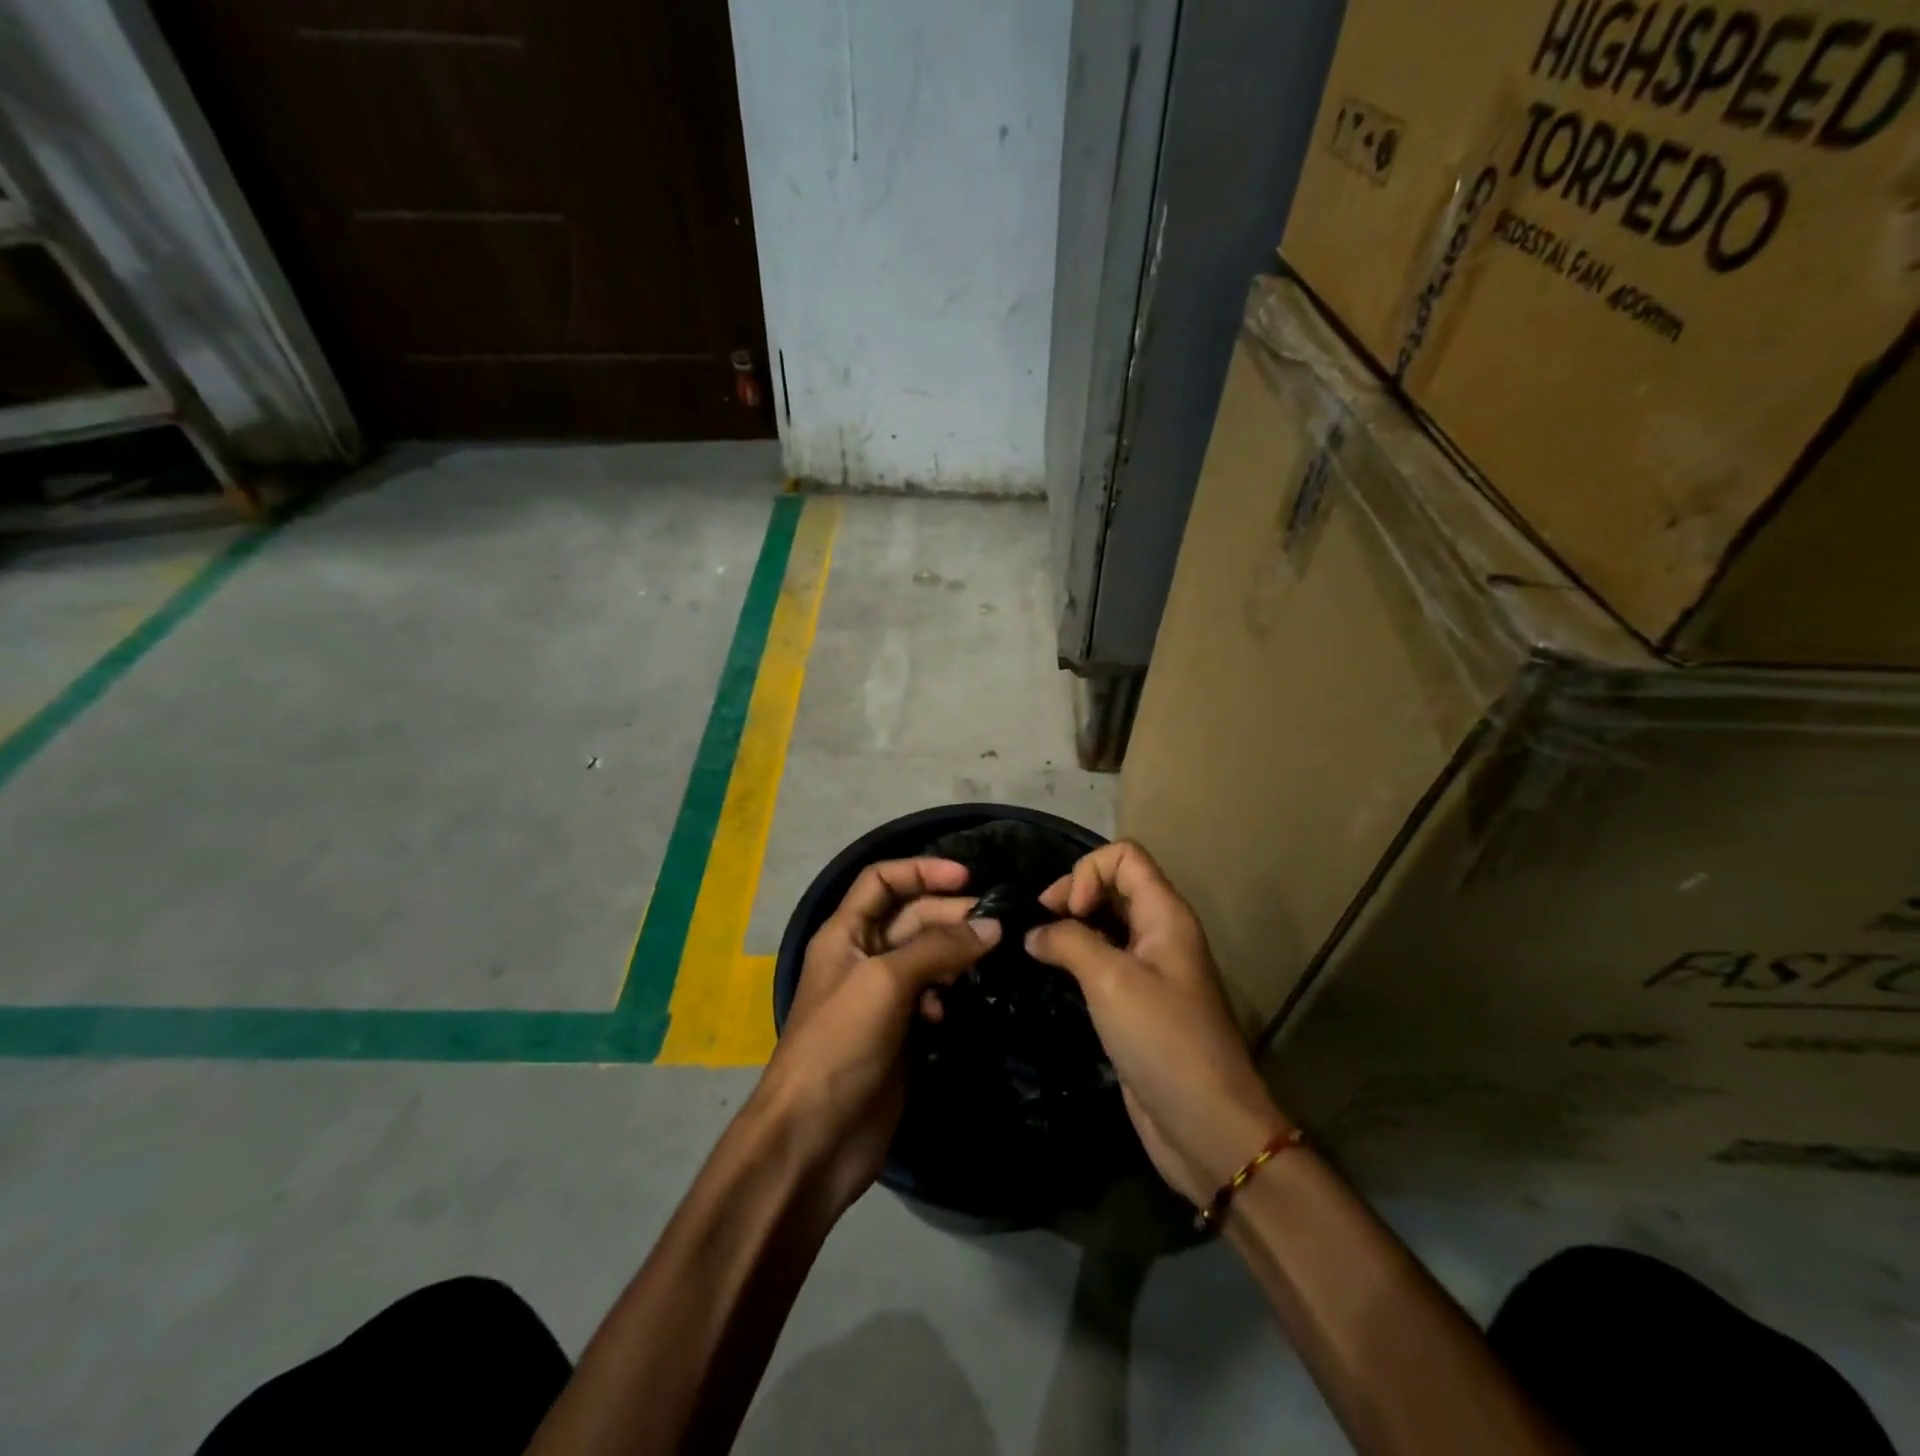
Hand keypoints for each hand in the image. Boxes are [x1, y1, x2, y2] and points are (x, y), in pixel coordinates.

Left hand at [755, 857, 999, 1211]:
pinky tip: (952, 1008)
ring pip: (926, 957)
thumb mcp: (885, 982)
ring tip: (986, 960)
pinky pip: (930, 996)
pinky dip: (945, 994)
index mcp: (845, 933)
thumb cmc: (840, 1044)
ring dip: (954, 954)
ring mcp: (881, 997)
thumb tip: (992, 927)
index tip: (968, 877)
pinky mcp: (899, 1033)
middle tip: (994, 926)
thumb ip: (938, 948)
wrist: (813, 1138)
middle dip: (949, 914)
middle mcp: (863, 957)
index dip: (921, 870)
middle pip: (911, 917)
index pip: (882, 880)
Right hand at [1026, 841, 1288, 1207]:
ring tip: (1035, 949)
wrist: (1206, 1126)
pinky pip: (1103, 962)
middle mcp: (1159, 934)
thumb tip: (1034, 933)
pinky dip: (1075, 959)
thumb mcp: (1112, 980)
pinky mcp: (1136, 1004)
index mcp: (1165, 915)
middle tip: (1038, 928)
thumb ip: (1069, 942)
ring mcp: (1149, 970)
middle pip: (1113, 885)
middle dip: (1072, 895)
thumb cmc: (1164, 1041)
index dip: (1088, 872)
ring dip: (1070, 928)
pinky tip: (1050, 977)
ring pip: (1105, 924)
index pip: (1124, 857)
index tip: (1067, 912)